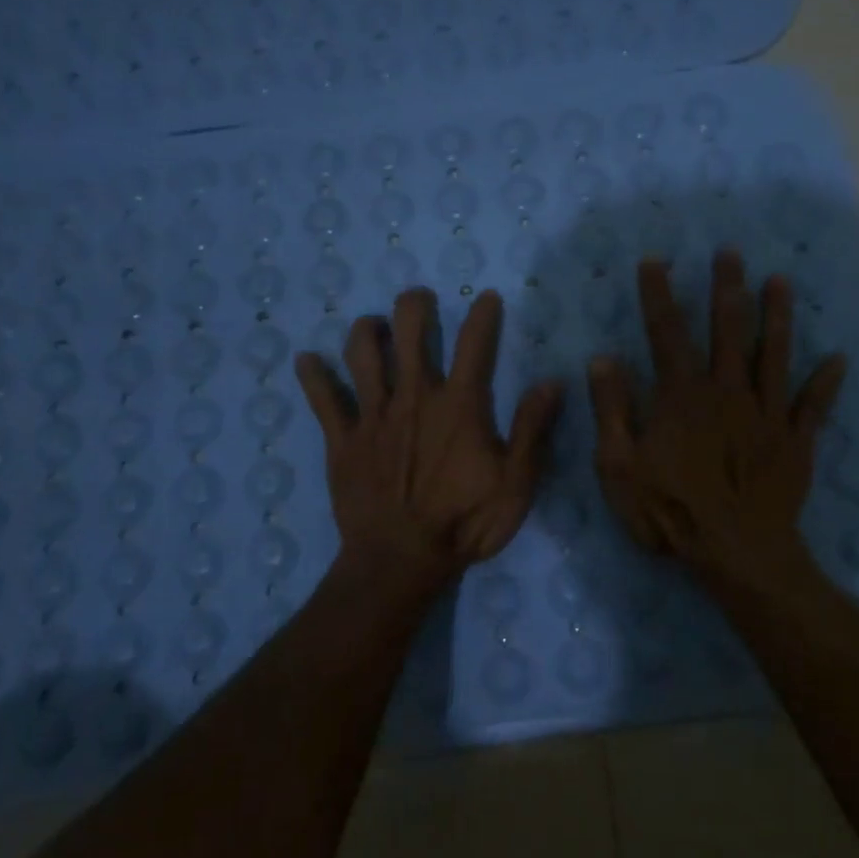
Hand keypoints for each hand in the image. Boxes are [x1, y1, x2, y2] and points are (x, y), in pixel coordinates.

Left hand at [295, 286, 563, 595]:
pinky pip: (323, 400)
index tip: (487, 297)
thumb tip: (552, 382)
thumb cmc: (465, 523)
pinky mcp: (342, 440)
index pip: (475, 344)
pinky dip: (313, 376)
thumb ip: (532, 430)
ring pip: (362, 355)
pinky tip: (306, 360)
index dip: (483, 315)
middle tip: (418, 299)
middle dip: (413, 306)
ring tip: (373, 325)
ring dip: (366, 330)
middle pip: (409, 333)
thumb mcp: (516, 483)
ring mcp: (373, 416)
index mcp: (459, 405)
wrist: (401, 560)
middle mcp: (414, 397)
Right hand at [588, 250, 846, 587]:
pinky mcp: (795, 440)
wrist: (736, 551)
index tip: (654, 260)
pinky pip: (813, 405)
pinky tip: (838, 359)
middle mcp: (727, 391)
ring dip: (778, 315)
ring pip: (775, 353)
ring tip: (781, 281)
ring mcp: (766, 413)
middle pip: (728, 329)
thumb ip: (613, 410)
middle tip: (730, 253)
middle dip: (727, 288)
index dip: (658, 294)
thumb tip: (603, 359)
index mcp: (683, 395)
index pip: (666, 332)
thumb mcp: (620, 466)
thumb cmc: (670, 511)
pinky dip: (826, 382)